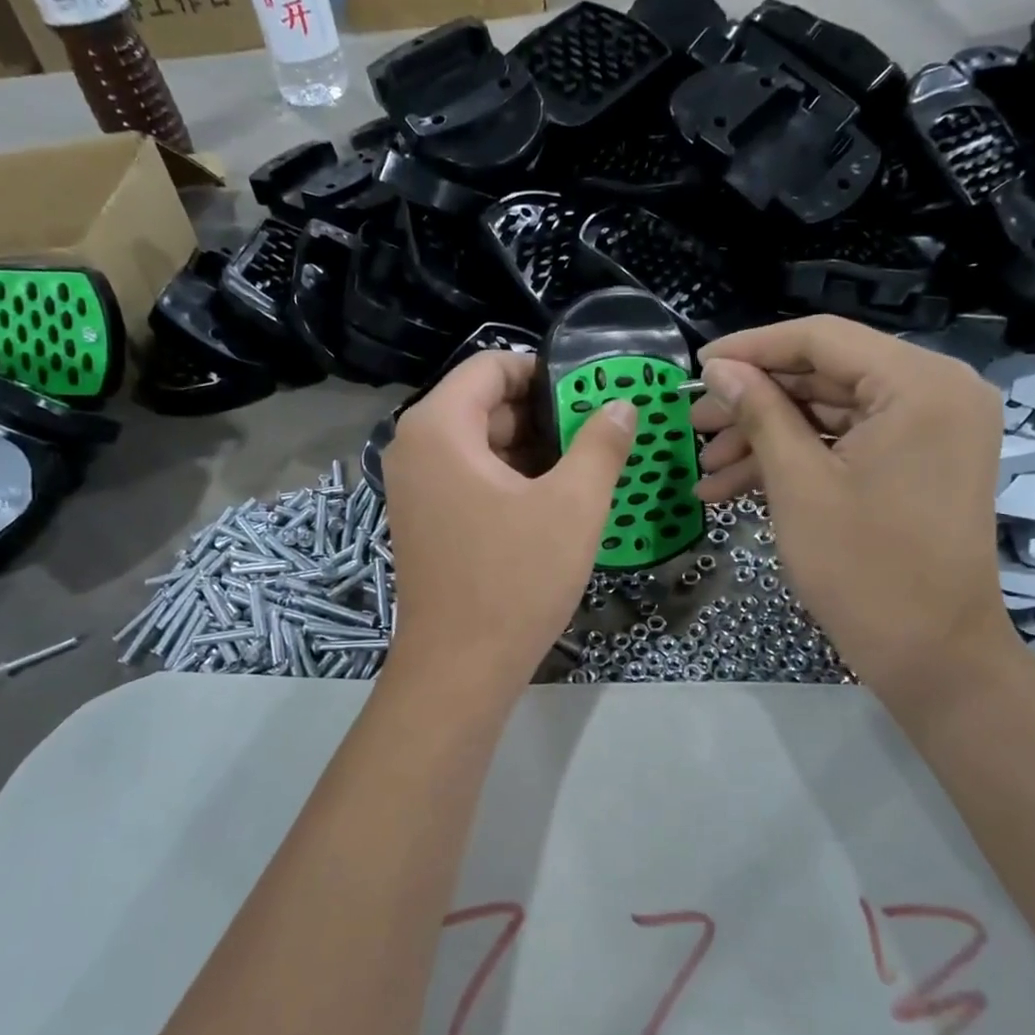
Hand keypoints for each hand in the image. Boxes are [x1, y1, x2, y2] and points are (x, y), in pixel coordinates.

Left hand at [381, 351, 635, 695]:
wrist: (460, 668)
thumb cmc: (515, 579)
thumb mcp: (573, 506)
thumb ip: (601, 445)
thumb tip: (620, 405)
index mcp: (439, 428)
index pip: (491, 366)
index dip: (544, 373)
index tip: (589, 396)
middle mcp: (414, 448)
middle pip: (484, 404)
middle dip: (543, 415)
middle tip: (597, 434)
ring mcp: (414, 487)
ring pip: (479, 444)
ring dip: (531, 450)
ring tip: (584, 469)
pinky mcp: (424, 520)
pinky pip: (468, 477)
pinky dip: (509, 479)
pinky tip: (551, 502)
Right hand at [691, 317, 1015, 698]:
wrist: (932, 655)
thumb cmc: (864, 568)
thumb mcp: (799, 484)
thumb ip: (759, 412)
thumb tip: (718, 368)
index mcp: (919, 384)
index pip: (822, 339)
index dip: (751, 349)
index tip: (696, 366)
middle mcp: (935, 392)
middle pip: (825, 376)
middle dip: (753, 403)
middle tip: (693, 424)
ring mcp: (930, 430)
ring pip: (830, 414)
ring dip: (766, 438)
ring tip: (705, 467)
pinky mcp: (917, 462)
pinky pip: (848, 445)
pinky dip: (796, 461)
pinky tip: (734, 487)